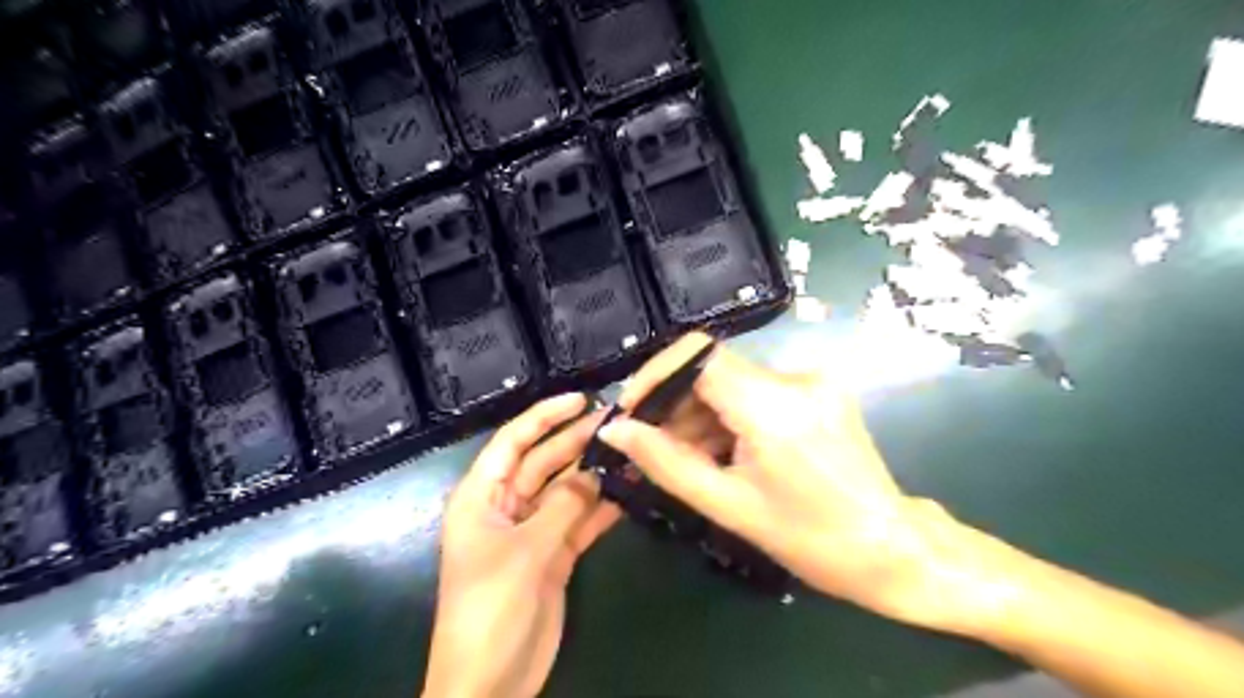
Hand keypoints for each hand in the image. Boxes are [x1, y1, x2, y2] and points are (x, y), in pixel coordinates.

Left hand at [428, 391, 620, 697]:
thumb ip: (563, 507)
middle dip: (576, 441)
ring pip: (566, 490)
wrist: (490, 684)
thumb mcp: (525, 552)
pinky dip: (602, 508)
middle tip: (617, 423)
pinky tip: (629, 492)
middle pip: (544, 462)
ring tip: (630, 452)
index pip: (513, 442)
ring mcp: (532, 531)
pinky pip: (580, 522)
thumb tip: (596, 473)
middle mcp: (507, 507)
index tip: (581, 400)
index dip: (544, 416)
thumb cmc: (489, 609)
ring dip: (594, 473)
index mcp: (482, 497)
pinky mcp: (553, 555)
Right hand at [601, 331, 1019, 636]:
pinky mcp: (817, 389)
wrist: (889, 548)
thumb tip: (615, 431)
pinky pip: (754, 391)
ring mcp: (811, 380)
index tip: (630, 411)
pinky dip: (727, 417)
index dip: (655, 375)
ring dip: (698, 413)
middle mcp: (795, 378)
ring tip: (680, 456)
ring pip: (731, 381)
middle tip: (648, 444)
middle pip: (712, 369)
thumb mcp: (728, 505)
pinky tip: (718, 451)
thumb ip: (665, 462)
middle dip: (673, 403)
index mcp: (774, 405)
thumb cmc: (809, 539)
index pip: (699, 356)